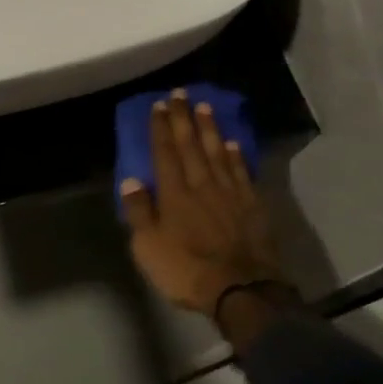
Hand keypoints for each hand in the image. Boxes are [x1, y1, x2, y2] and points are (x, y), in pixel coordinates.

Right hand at [119, 90, 283, 314]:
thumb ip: (139, 212)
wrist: (241, 290)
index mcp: (174, 193)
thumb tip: (130, 180)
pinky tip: (232, 143)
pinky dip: (236, 155)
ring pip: (218, 152)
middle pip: (191, 145)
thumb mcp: (148, 247)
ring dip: (209, 128)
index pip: (164, 152)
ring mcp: (230, 193)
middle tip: (180, 93)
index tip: (159, 105)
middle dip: (184, 118)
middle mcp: (202, 184)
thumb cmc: (187, 270)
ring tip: (204, 107)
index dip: (161, 128)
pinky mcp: (252, 205)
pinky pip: (241, 172)